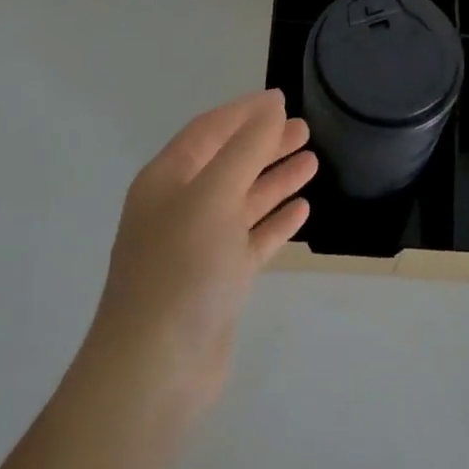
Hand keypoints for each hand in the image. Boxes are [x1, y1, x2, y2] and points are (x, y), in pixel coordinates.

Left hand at [87, 90, 315, 420]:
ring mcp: (198, 245)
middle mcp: (180, 206)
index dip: (245, 112)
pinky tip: (302, 209)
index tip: (282, 99)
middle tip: (305, 130)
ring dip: (275, 180)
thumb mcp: (214, 195)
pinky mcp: (217, 281)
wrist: (155, 370)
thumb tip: (271, 107)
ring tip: (313, 160)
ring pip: (243, 200)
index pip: (210, 130)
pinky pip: (251, 238)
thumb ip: (246, 148)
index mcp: (167, 179)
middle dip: (265, 144)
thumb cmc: (182, 267)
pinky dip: (275, 222)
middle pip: (229, 163)